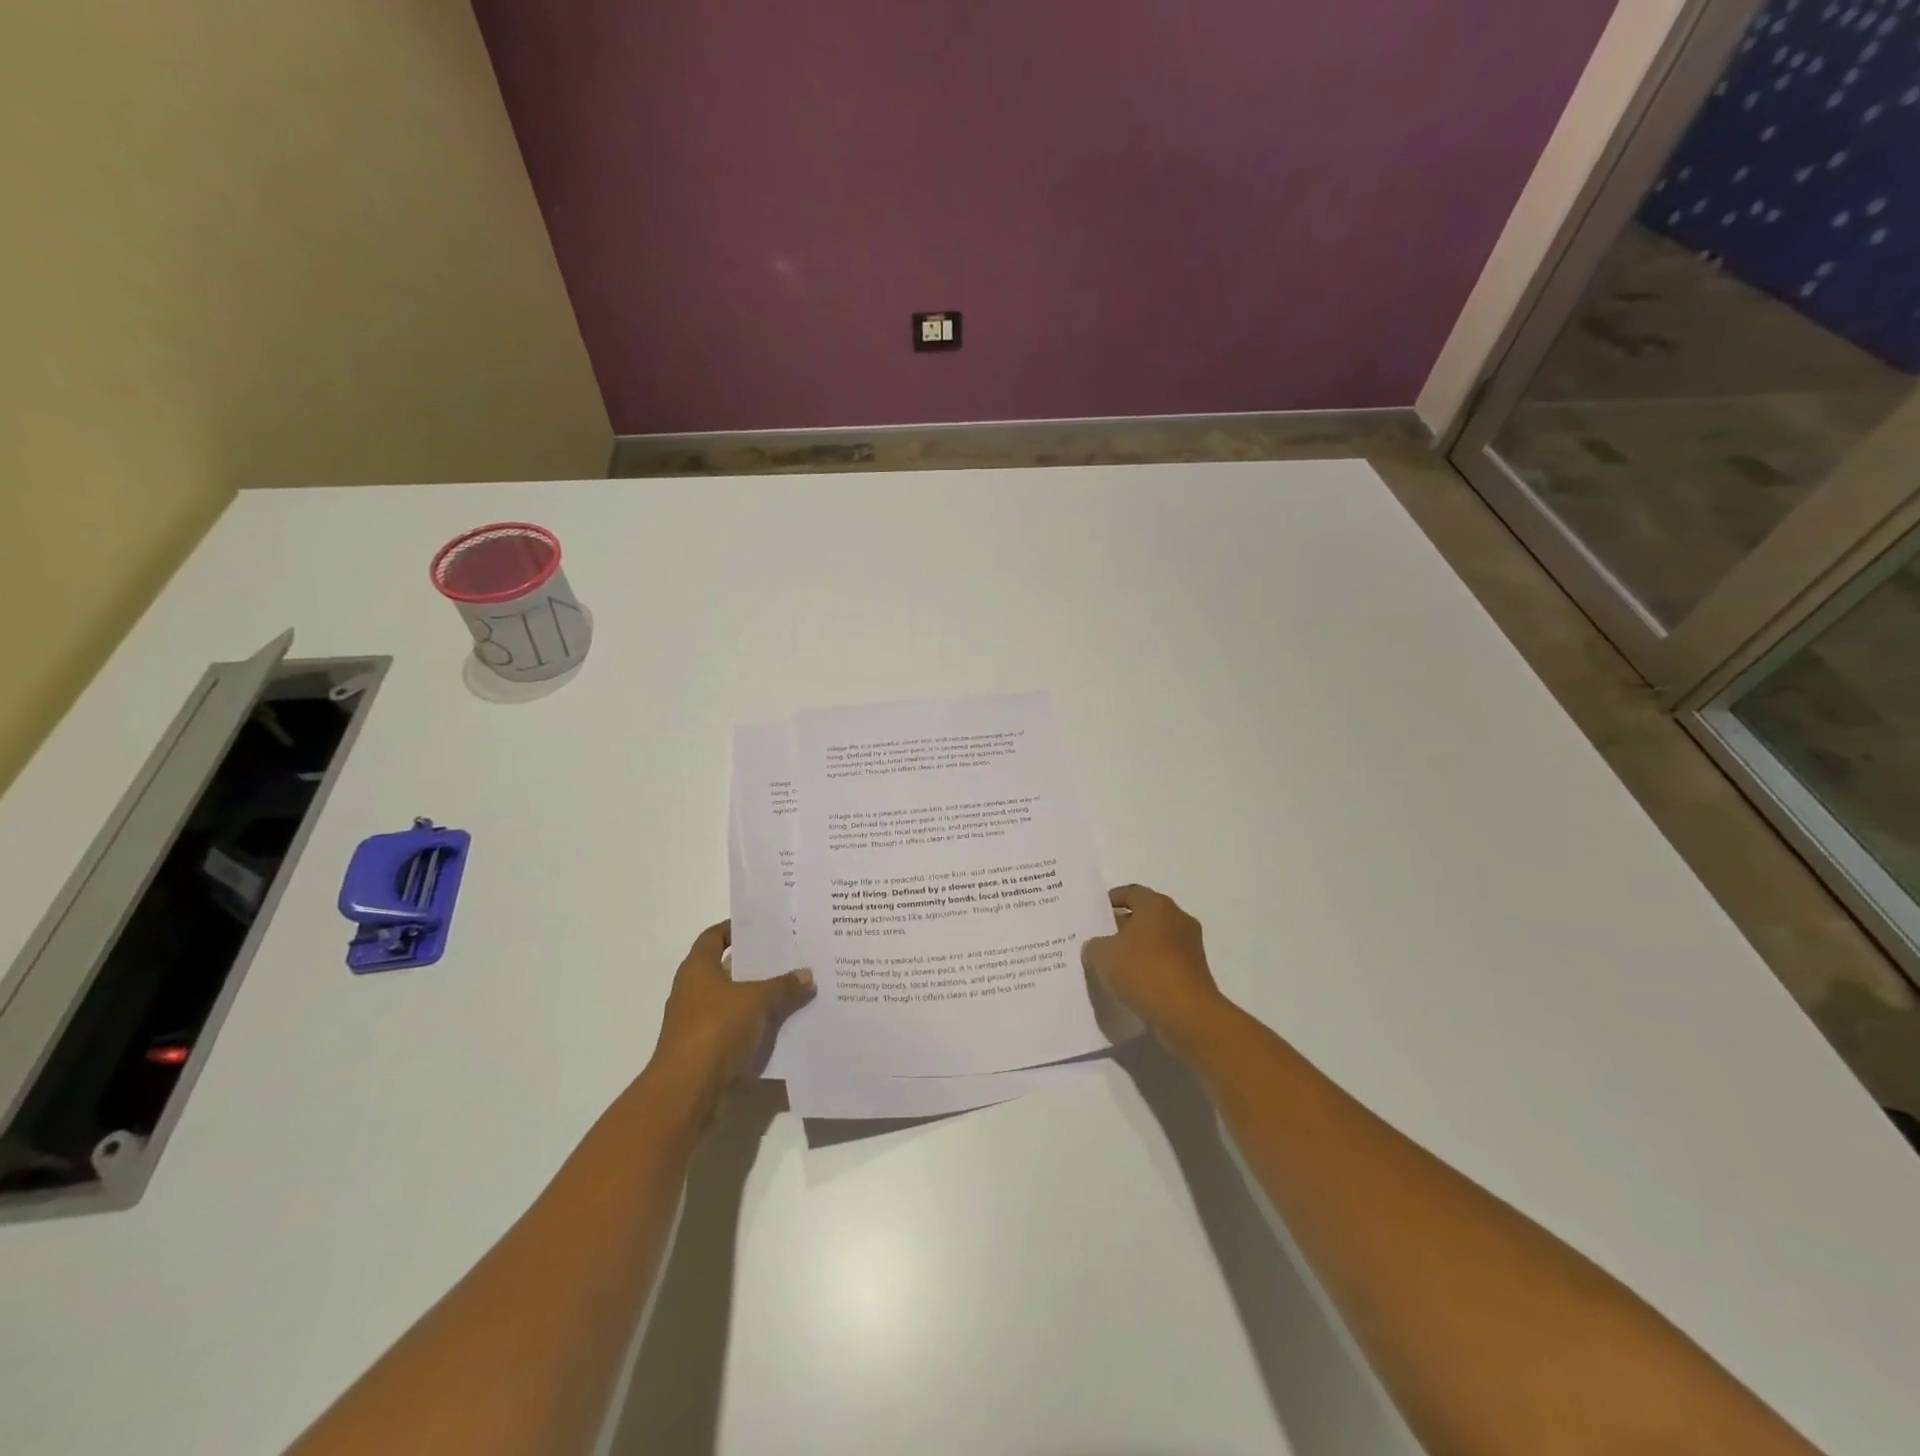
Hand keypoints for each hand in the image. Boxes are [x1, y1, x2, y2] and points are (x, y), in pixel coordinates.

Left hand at [647, 921, 813, 1100]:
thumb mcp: (757, 1000)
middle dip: (757, 964)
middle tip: (790, 955)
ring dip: (759, 996)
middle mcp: (693, 990)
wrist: (688, 1089)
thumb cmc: (716, 1028)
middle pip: (727, 968)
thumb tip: (808, 975)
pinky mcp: (706, 1048)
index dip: (735, 928)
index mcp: (697, 968)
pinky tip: (784, 1022)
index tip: (763, 926)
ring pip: (734, 1000)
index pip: (714, 936)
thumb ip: (784, 986)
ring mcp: (697, 1021)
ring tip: (794, 987)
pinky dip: (756, 1024)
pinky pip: (736, 1027)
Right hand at [1081, 885, 1229, 1059]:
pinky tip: (1132, 984)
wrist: (1186, 1014)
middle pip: (1145, 916)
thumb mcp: (1103, 955)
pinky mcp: (1195, 972)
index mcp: (1156, 905)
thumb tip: (1097, 947)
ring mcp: (1190, 946)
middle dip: (1122, 926)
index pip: (1131, 892)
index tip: (1095, 914)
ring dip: (1137, 949)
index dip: (1111, 900)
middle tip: (1100, 941)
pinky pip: (1166, 962)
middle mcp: (1177, 918)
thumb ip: (1094, 945)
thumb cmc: (1143, 971)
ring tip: (1113, 966)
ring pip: (1156, 940)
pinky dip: (1150, 968)